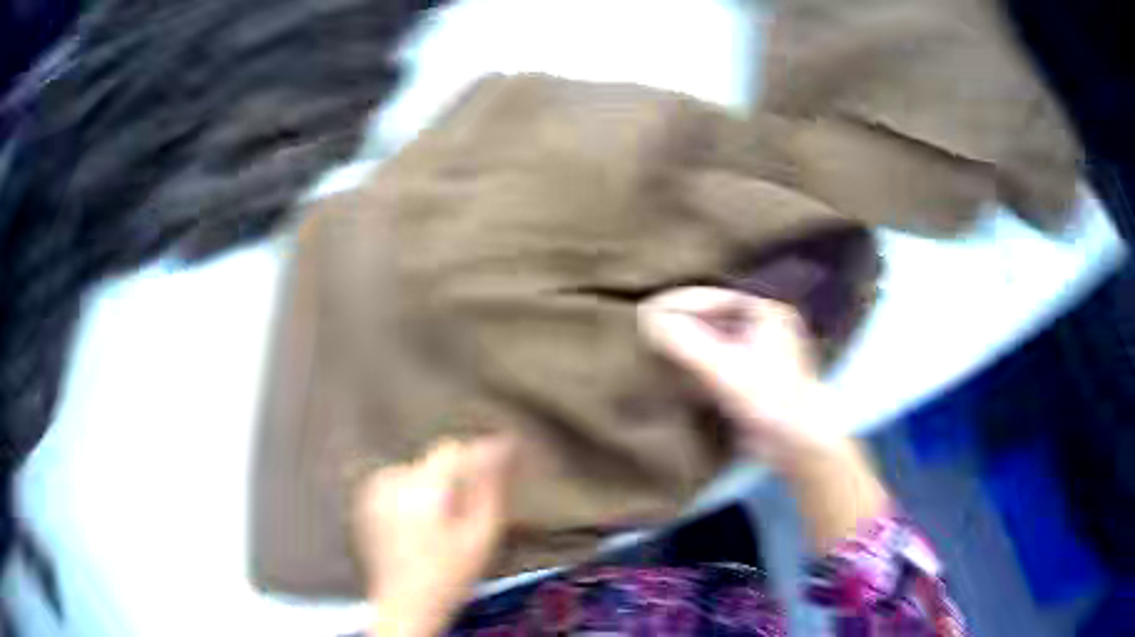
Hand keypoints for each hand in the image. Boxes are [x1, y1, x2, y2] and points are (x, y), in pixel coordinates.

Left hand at [355, 436, 514, 636]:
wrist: (405, 606)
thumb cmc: (449, 576)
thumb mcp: (482, 536)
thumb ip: (491, 487)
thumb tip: (503, 447)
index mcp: (422, 488)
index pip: (453, 450)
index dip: (477, 458)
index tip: (497, 470)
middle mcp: (392, 481)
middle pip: (434, 461)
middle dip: (455, 478)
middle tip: (467, 511)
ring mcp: (373, 490)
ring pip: (417, 470)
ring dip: (433, 486)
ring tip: (442, 522)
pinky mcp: (364, 502)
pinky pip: (398, 483)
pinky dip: (412, 495)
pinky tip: (420, 525)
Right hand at [638, 287, 888, 549]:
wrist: (796, 443)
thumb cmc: (767, 398)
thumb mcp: (723, 368)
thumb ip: (685, 342)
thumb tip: (649, 319)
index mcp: (764, 311)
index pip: (711, 298)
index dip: (676, 304)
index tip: (643, 311)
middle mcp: (762, 324)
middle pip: (710, 317)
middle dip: (678, 323)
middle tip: (644, 328)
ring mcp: (757, 351)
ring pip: (712, 339)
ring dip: (685, 343)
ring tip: (652, 345)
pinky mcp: (751, 375)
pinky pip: (717, 359)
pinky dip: (696, 362)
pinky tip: (673, 369)